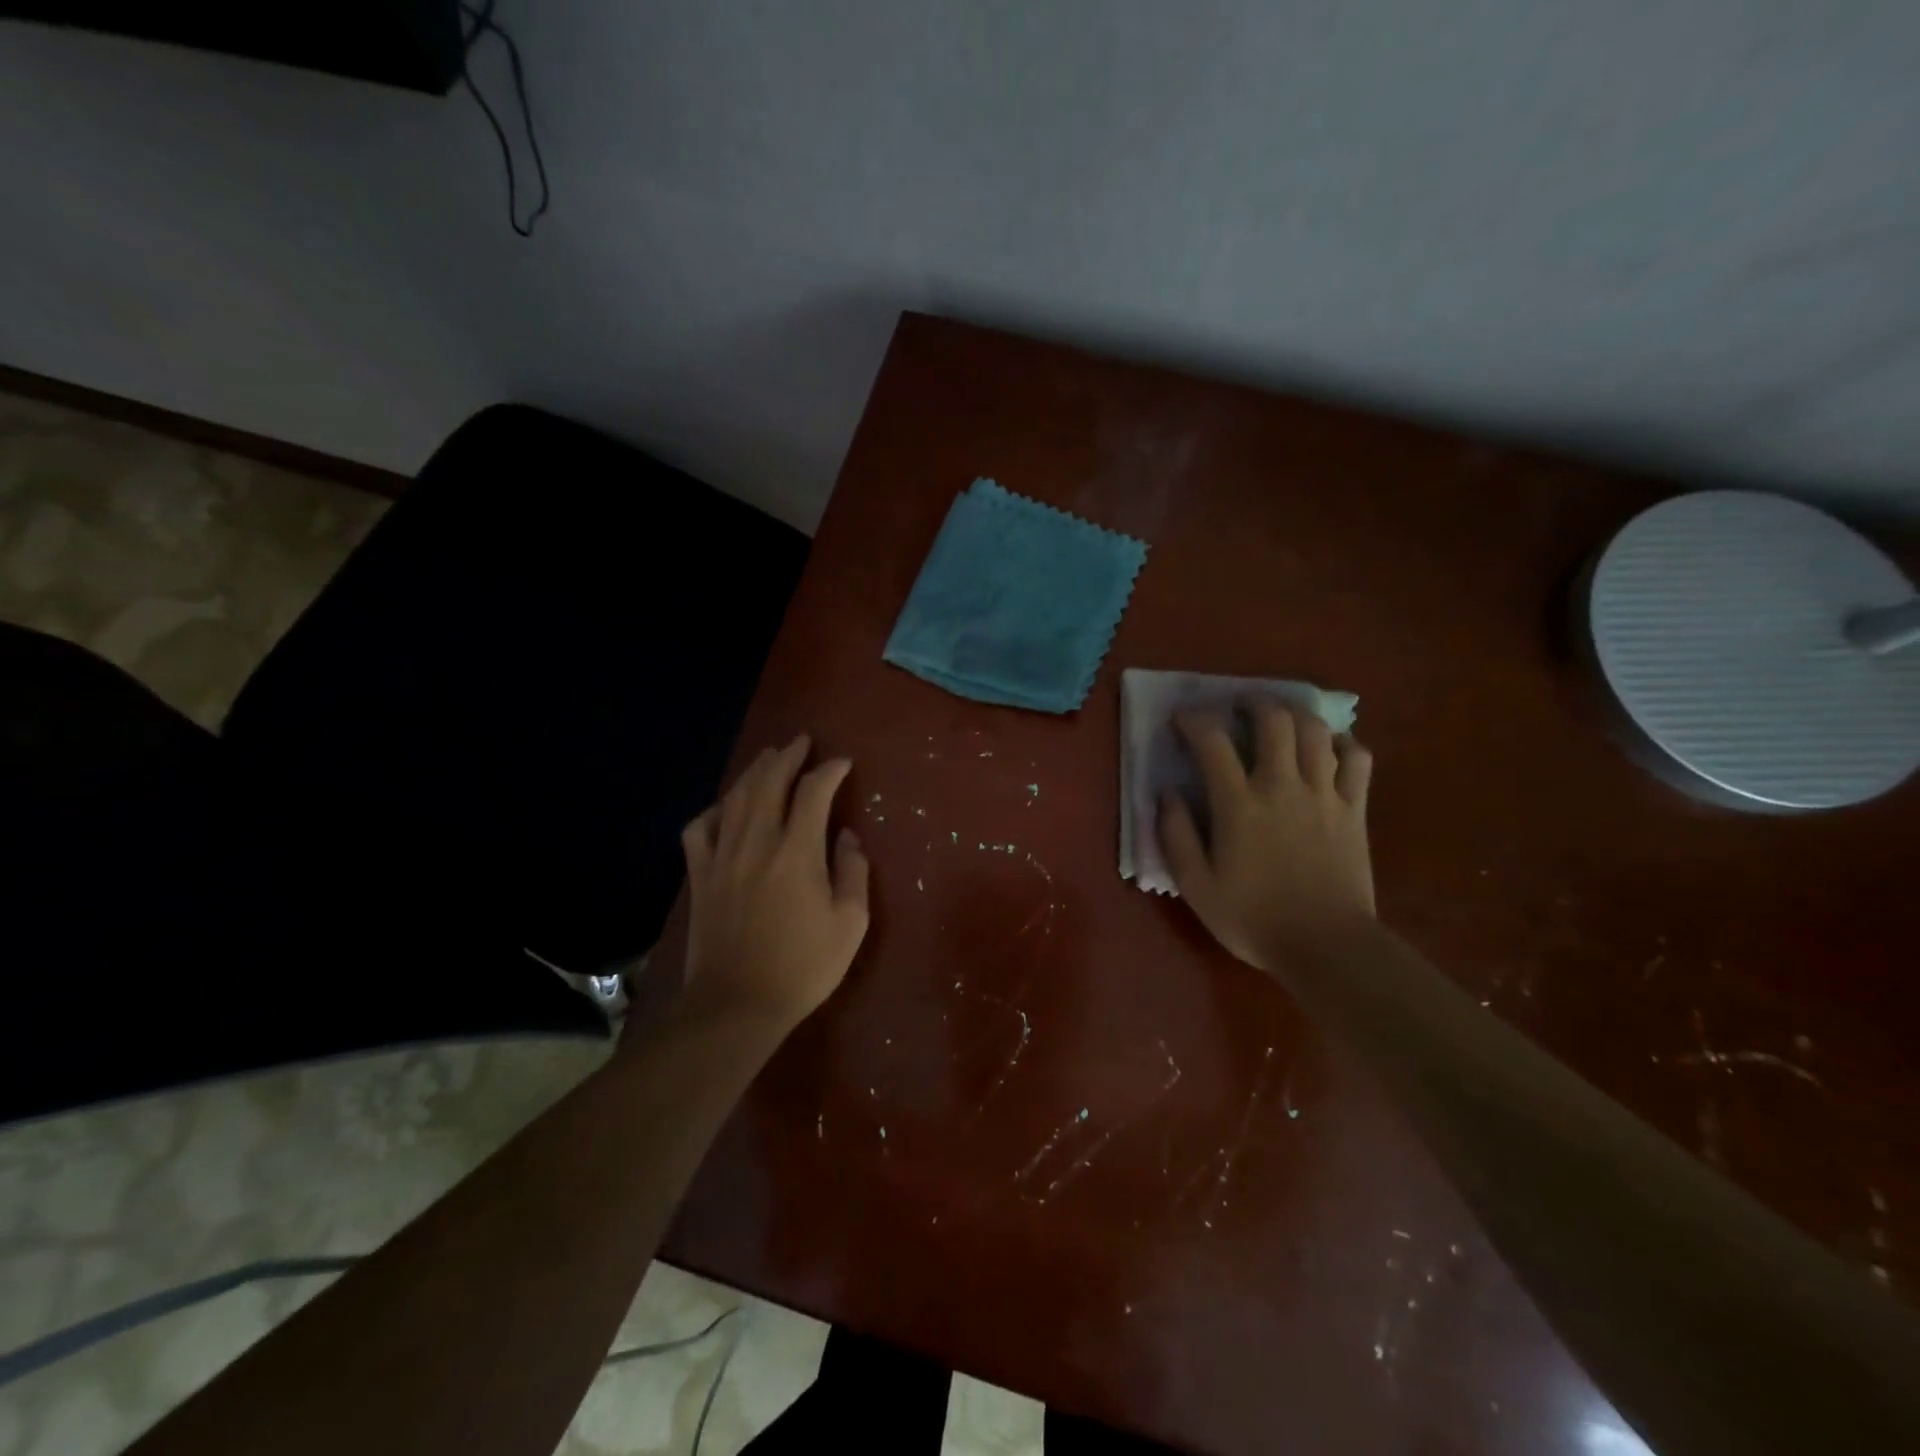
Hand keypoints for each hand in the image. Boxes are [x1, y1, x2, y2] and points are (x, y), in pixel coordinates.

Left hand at [677, 735, 870, 1033]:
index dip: (830, 771)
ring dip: (754, 771)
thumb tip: (846, 836)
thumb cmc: (803, 966)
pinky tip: (724, 807)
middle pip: (769, 782)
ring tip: (769, 758)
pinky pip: (700, 828)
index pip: (814, 792)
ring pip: (735, 797)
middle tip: (801, 742)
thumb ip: (853, 871)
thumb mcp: (850, 923)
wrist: (736, 1004)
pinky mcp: (700, 875)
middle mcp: (757, 841)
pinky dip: (714, 809)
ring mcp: (722, 856)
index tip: (843, 763)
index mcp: (798, 851)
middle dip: (788, 756)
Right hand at [1159, 702, 1374, 971]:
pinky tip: (1329, 749)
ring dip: (1295, 714)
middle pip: (1274, 720)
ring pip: (1316, 731)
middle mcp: (1282, 786)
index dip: (1194, 721)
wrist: (1326, 947)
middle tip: (1239, 706)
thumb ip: (1176, 835)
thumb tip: (1167, 794)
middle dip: (1253, 702)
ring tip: (1281, 718)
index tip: (1182, 720)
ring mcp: (1325, 794)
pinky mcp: (1355, 809)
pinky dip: (1343, 743)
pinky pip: (1357, 759)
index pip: (1213, 742)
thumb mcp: (1196, 885)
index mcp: (1239, 804)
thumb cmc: (1253, 918)